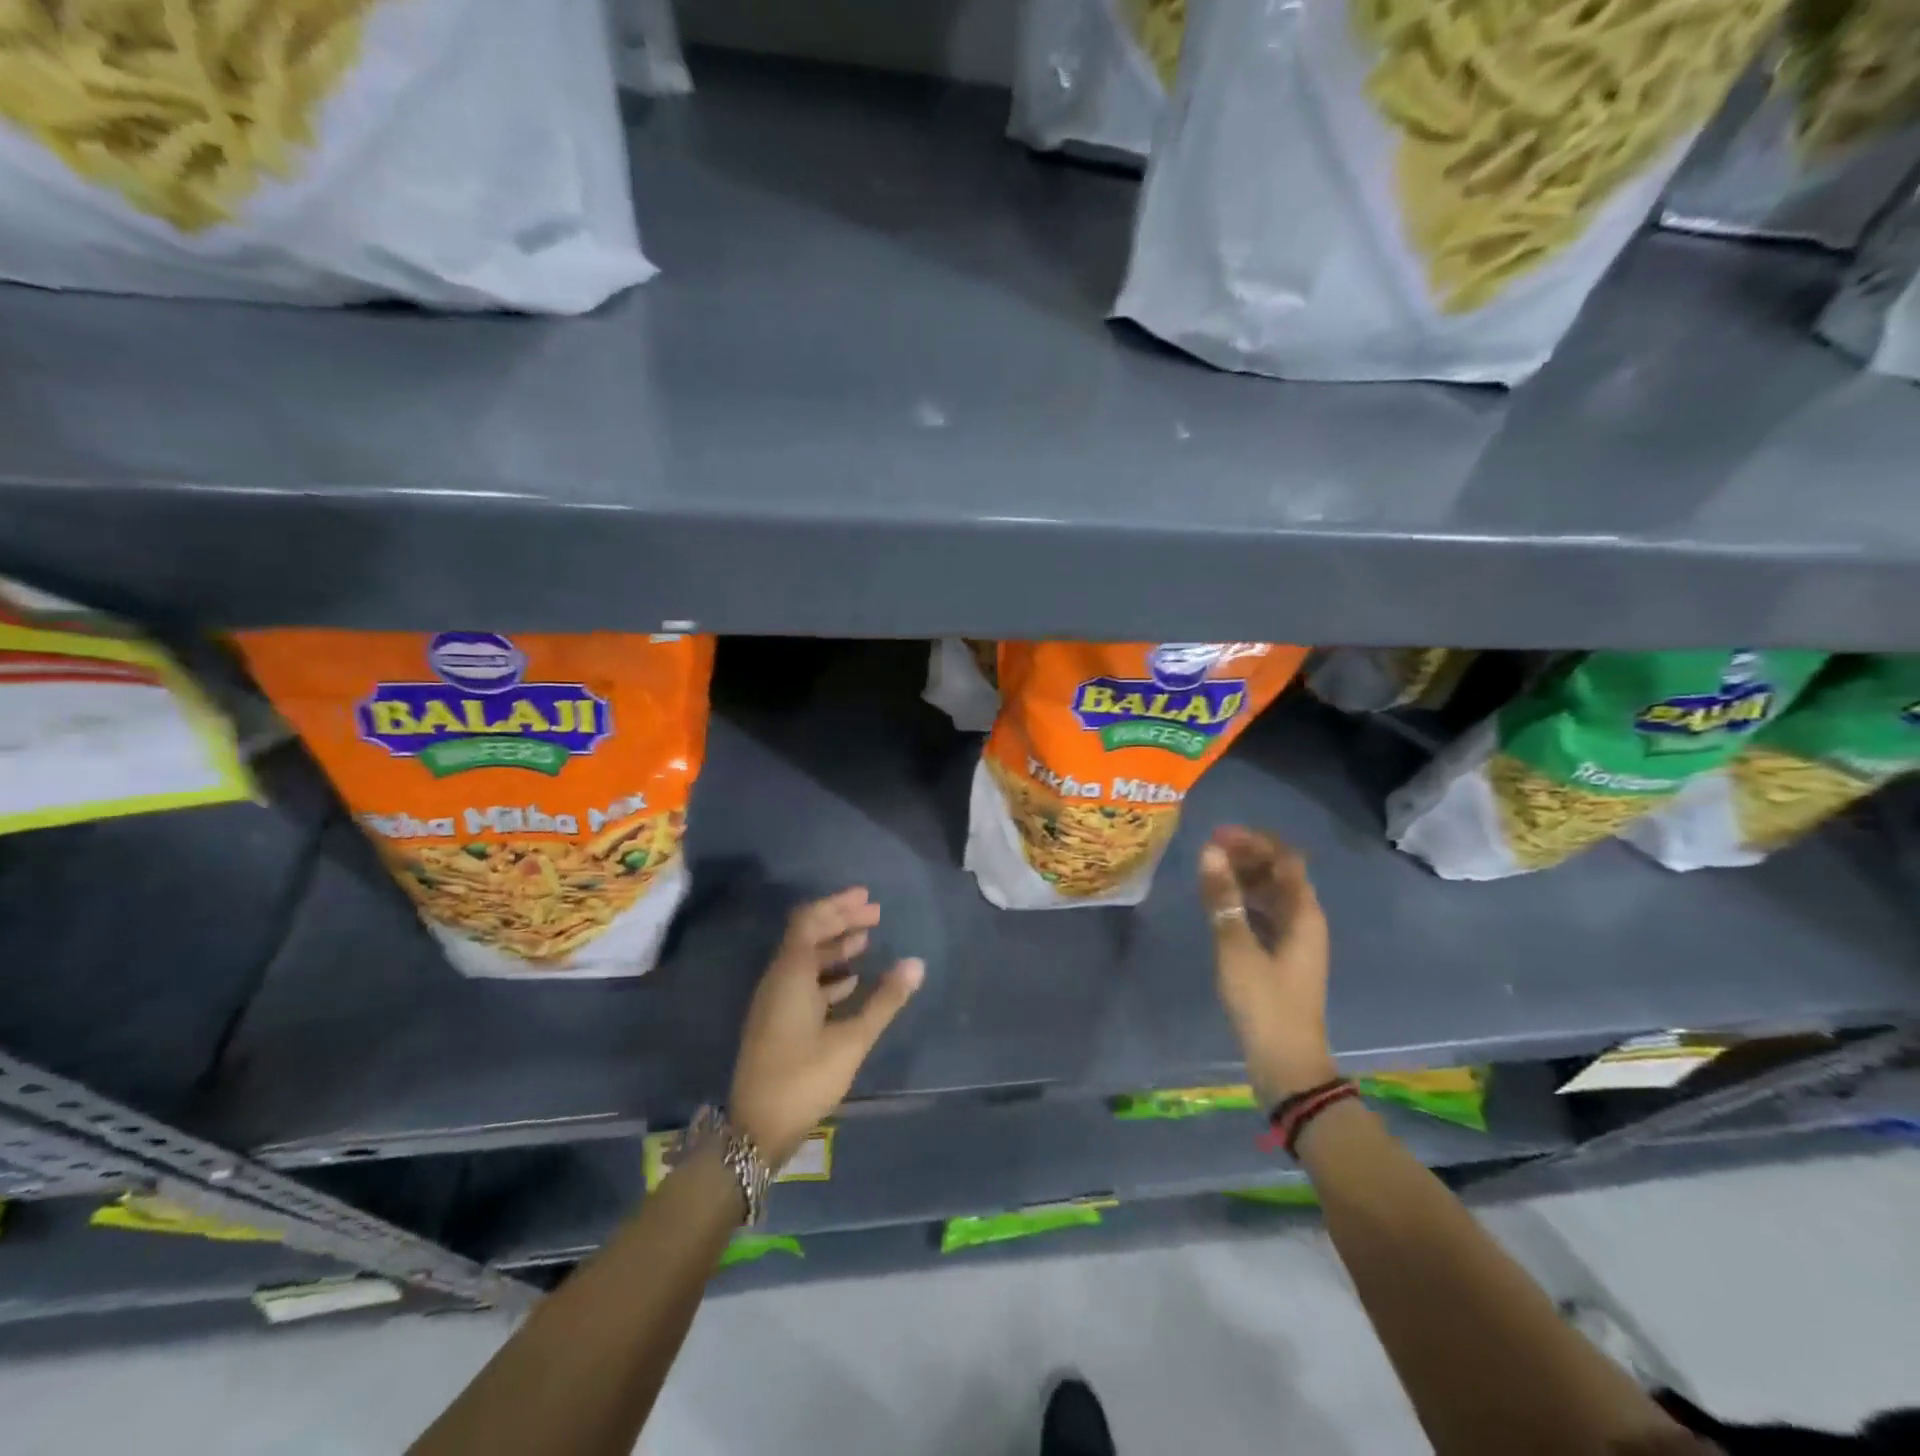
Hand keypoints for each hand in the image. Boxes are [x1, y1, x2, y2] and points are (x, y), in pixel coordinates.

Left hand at [729, 888, 923, 1167]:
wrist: (756, 1129)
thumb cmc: (804, 1078)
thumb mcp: (852, 1039)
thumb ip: (885, 1000)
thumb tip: (916, 963)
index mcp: (790, 974)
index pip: (810, 921)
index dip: (838, 905)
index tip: (868, 898)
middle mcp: (778, 980)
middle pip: (807, 935)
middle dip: (840, 920)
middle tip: (875, 914)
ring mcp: (774, 1001)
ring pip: (805, 959)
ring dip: (835, 946)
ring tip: (868, 941)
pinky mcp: (777, 1021)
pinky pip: (802, 981)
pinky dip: (827, 973)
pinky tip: (851, 981)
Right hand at [1198, 826, 1335, 1105]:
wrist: (1286, 1063)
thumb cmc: (1263, 1003)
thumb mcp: (1236, 947)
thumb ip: (1222, 898)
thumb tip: (1209, 852)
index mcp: (1303, 914)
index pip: (1285, 858)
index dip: (1254, 841)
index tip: (1217, 835)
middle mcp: (1305, 921)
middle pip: (1279, 874)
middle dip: (1246, 856)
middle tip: (1207, 851)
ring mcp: (1295, 940)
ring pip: (1271, 895)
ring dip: (1244, 878)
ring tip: (1208, 872)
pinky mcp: (1282, 958)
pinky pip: (1265, 915)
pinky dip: (1244, 902)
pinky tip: (1219, 905)